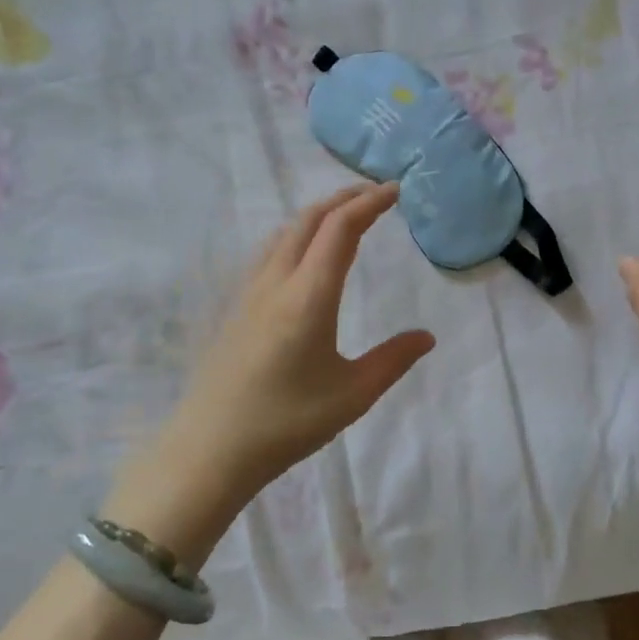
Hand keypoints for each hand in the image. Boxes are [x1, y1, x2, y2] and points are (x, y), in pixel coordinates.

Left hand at [112, 182, 434, 530]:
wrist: (211, 449)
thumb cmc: (288, 422)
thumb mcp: (353, 394)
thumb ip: (394, 360)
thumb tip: (427, 337)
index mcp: (309, 296)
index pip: (341, 228)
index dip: (369, 203)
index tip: (395, 190)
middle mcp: (277, 282)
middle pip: (310, 219)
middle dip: (344, 198)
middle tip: (376, 195)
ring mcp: (250, 292)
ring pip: (285, 232)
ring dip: (318, 215)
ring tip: (344, 217)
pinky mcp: (236, 308)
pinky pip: (270, 252)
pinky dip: (297, 235)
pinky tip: (303, 256)